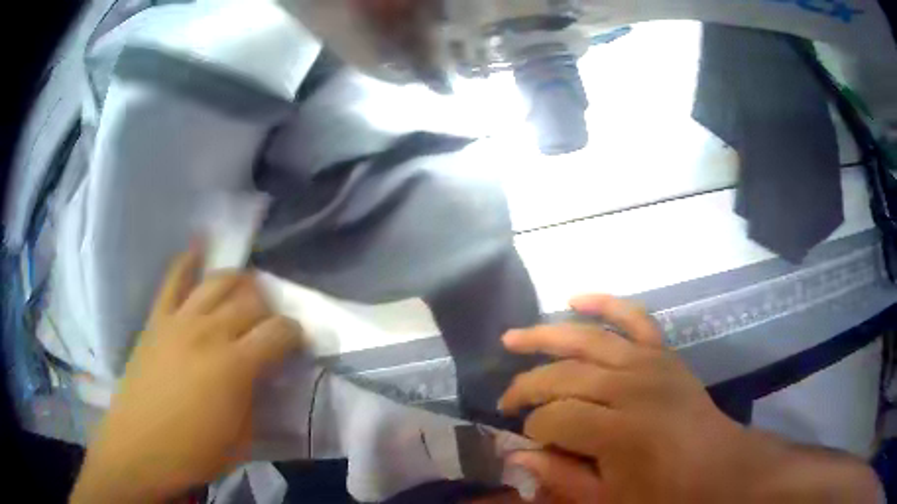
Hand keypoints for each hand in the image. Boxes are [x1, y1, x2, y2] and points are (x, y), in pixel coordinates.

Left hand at [71, 247, 303, 503]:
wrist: (141, 447)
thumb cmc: (195, 451)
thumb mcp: (243, 438)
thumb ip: (257, 398)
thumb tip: (263, 374)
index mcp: (236, 366)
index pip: (278, 332)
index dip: (294, 333)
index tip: (297, 341)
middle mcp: (210, 332)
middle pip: (250, 300)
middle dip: (268, 308)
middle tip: (269, 323)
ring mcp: (180, 321)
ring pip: (218, 282)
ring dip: (239, 282)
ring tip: (245, 290)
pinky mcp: (157, 319)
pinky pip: (173, 279)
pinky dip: (188, 258)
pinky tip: (200, 244)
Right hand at [497, 295, 879, 503]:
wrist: (719, 470)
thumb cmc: (664, 495)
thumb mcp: (608, 502)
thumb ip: (561, 478)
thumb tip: (515, 456)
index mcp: (619, 431)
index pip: (554, 418)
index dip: (531, 429)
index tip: (524, 442)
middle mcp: (631, 387)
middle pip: (564, 375)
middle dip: (528, 387)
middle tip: (506, 402)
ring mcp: (650, 363)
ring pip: (588, 339)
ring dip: (546, 335)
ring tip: (513, 338)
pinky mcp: (664, 353)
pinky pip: (634, 318)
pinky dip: (605, 304)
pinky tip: (576, 298)